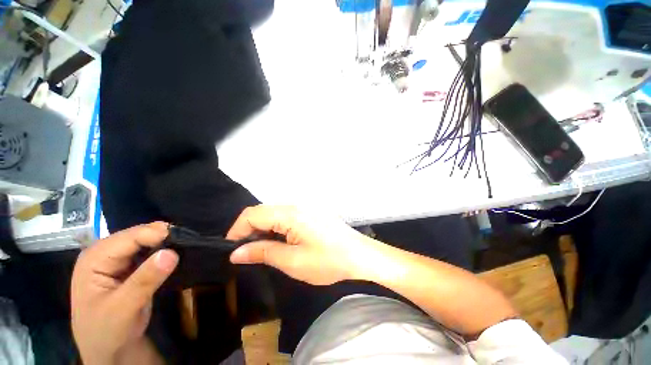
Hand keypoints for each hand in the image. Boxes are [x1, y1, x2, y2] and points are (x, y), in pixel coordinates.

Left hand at [71, 223, 178, 364]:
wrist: (107, 349)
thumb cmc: (106, 331)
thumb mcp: (123, 308)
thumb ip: (145, 280)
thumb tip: (171, 253)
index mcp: (94, 258)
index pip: (130, 236)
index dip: (157, 235)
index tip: (184, 239)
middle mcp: (104, 253)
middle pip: (138, 235)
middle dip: (163, 237)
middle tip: (187, 244)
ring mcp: (116, 259)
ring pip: (145, 241)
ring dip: (165, 244)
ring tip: (184, 248)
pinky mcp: (128, 266)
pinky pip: (149, 251)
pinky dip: (163, 251)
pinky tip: (174, 256)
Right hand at [227, 205, 373, 284]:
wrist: (359, 255)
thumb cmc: (328, 260)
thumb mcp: (293, 261)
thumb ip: (263, 253)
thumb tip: (236, 252)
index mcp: (290, 213)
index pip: (252, 214)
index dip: (237, 230)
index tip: (232, 250)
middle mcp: (296, 205)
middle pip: (263, 211)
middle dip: (250, 230)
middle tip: (247, 253)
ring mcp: (306, 207)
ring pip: (275, 214)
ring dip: (264, 229)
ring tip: (263, 250)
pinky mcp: (312, 213)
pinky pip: (287, 216)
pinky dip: (277, 228)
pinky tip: (281, 242)